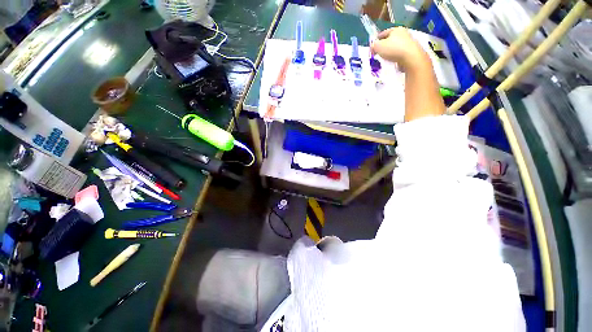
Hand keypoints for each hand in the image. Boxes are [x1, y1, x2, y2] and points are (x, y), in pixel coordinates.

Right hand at [371, 27, 429, 70]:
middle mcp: (404, 33)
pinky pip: (400, 53)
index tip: (373, 46)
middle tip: (378, 52)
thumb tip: (373, 46)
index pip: (384, 33)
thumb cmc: (393, 49)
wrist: (410, 58)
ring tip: (385, 58)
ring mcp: (409, 42)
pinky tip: (392, 61)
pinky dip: (395, 56)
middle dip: (384, 45)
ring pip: (396, 46)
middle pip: (391, 39)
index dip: (377, 39)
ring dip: (390, 51)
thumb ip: (373, 45)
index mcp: (396, 29)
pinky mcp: (412, 51)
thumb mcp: (378, 46)